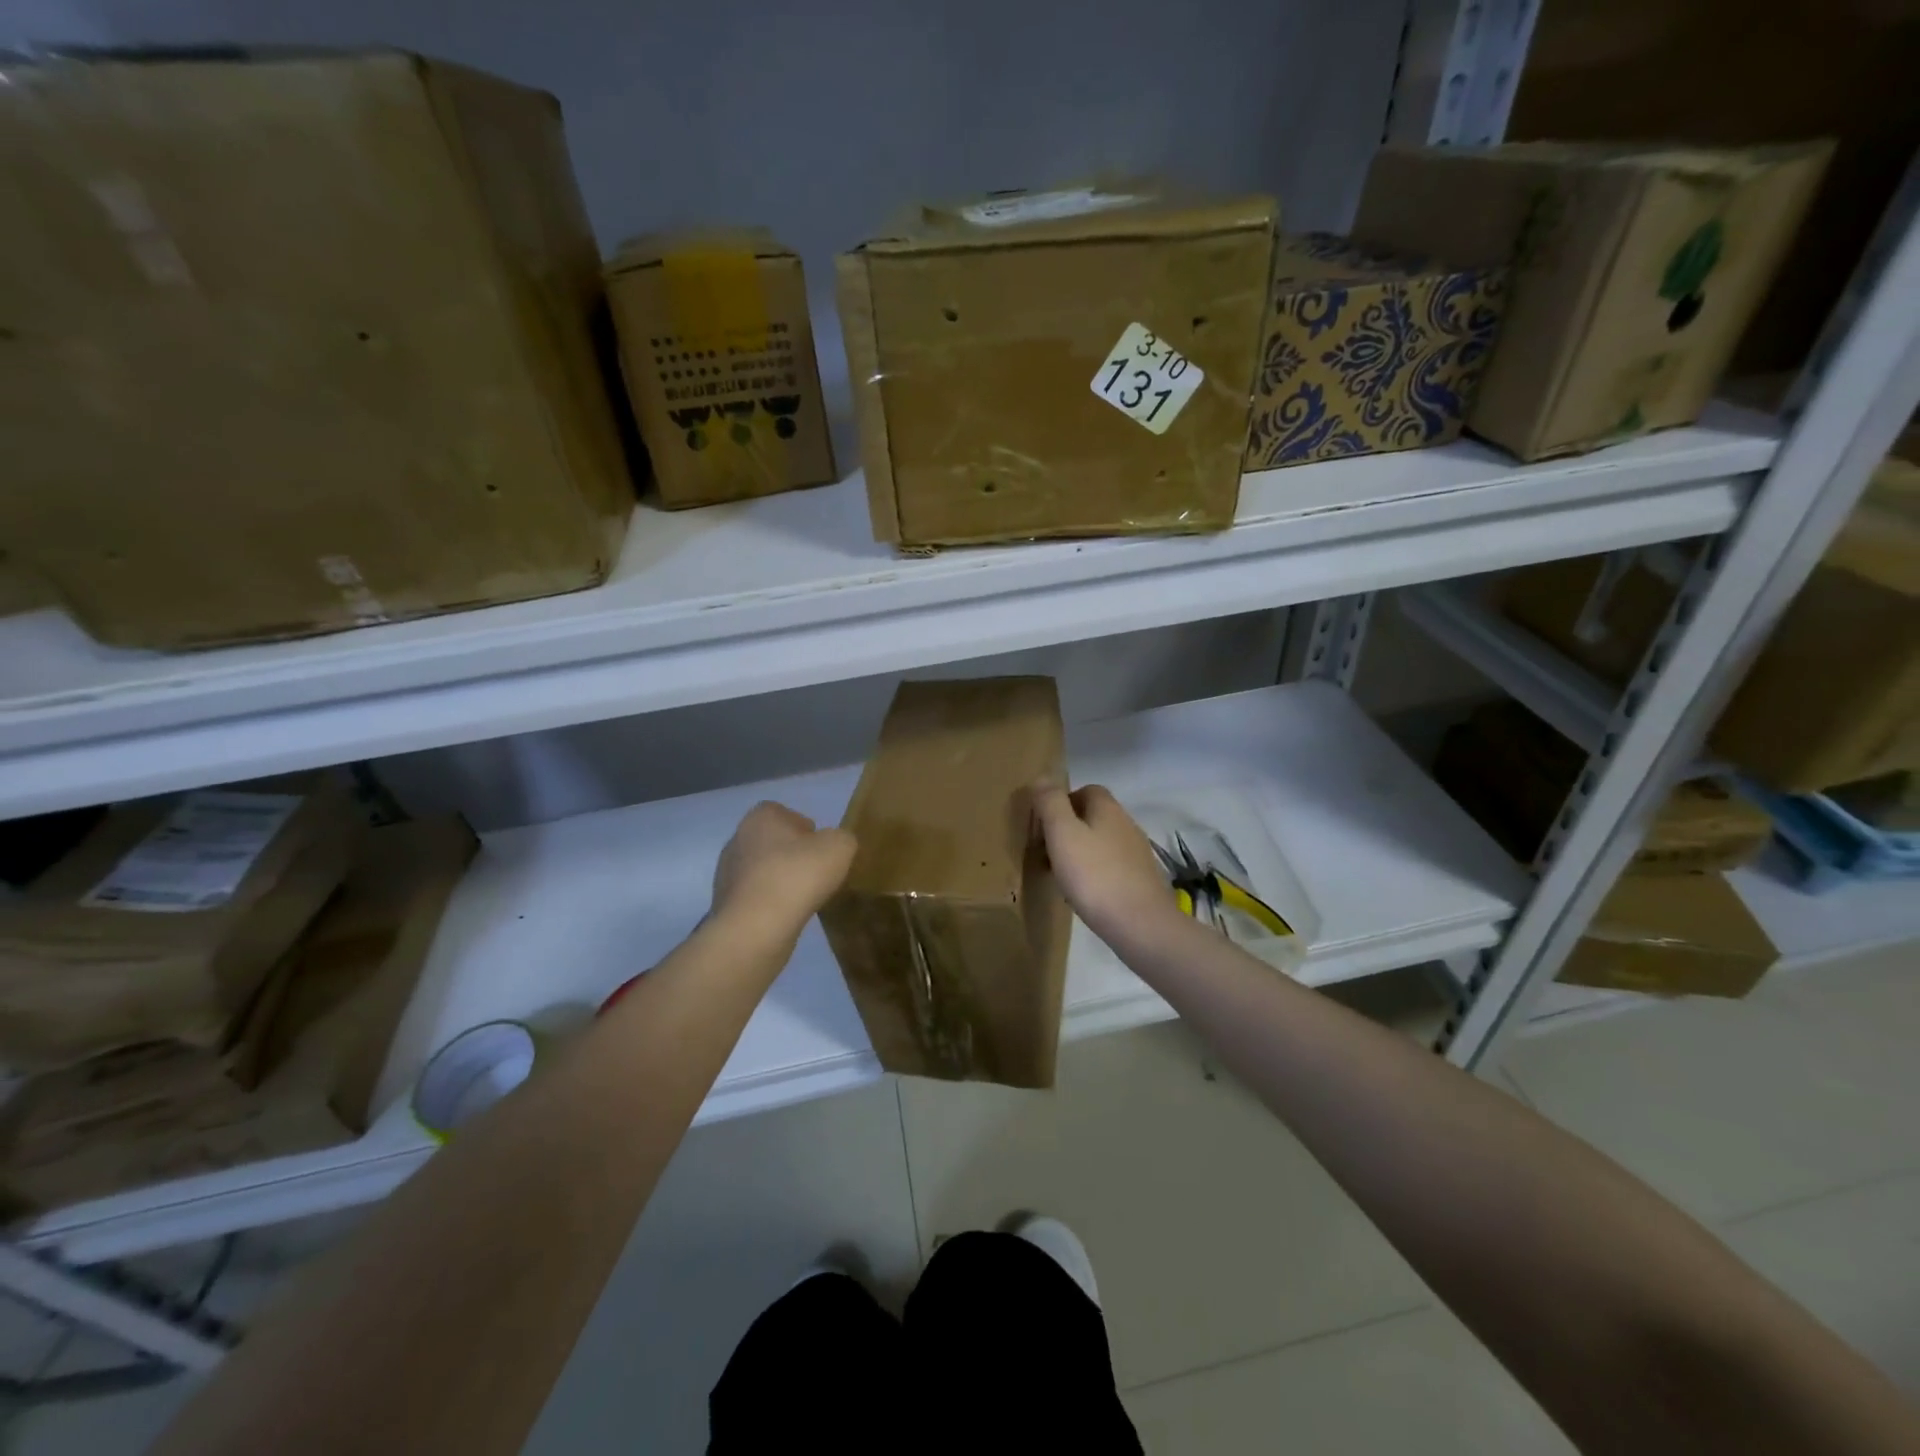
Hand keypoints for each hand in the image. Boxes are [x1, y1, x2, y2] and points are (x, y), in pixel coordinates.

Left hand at [711, 801, 856, 939]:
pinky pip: (755, 896)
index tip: (822, 850)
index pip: (786, 813)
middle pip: (773, 842)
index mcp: (761, 817)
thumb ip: (842, 838)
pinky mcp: (725, 903)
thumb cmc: (797, 876)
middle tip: (815, 874)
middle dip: (793, 856)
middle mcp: (738, 838)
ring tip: (802, 899)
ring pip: (763, 870)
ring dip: (780, 880)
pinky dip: (770, 903)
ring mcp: (727, 872)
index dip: (807, 830)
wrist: (755, 928)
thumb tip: (832, 846)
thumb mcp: (839, 847)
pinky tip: (785, 915)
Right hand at [1030, 783, 1179, 942]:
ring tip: (1059, 875)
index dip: (1062, 802)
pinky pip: (1110, 867)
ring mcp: (1137, 853)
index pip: (1086, 790)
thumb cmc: (1095, 875)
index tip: (1043, 825)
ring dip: (1079, 853)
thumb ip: (1050, 803)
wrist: (1140, 925)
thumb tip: (1043, 777)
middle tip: (1045, 852)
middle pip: (1092, 816)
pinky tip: (1082, 894)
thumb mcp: (1062, 834)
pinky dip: (1093, 873)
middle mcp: (1126, 824)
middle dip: (1068, 829)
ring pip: (1100, 843)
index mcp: (1108, 808)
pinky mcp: (1140, 880)